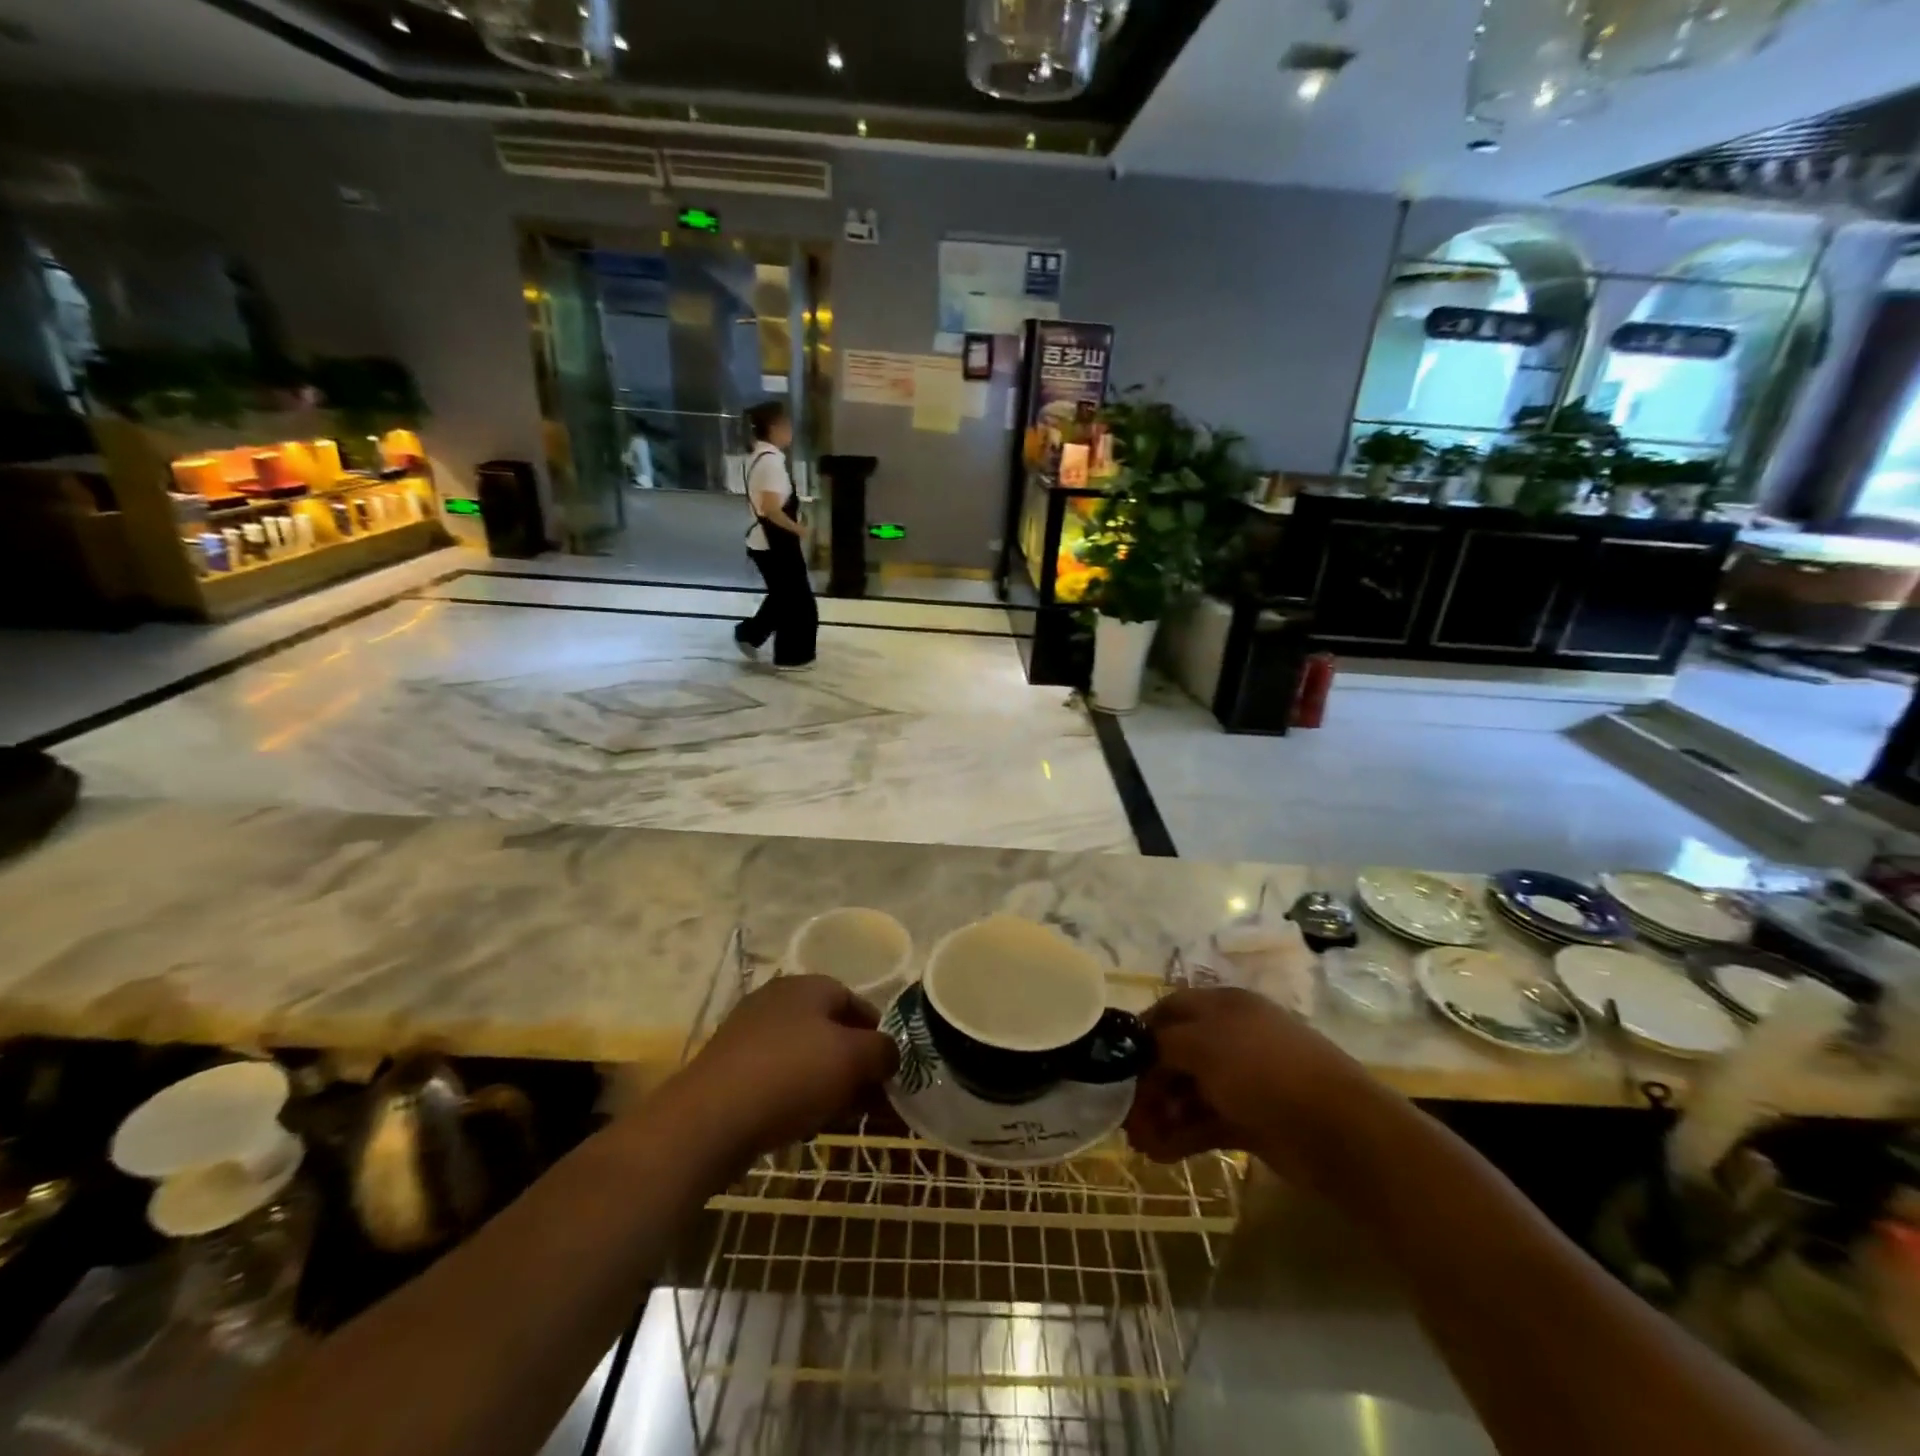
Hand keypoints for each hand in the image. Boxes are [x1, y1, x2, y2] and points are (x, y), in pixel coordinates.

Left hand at [673, 975, 897, 1160]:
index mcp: (808, 985)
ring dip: (829, 1084)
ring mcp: (750, 1034)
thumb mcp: (853, 1058)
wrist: (709, 1120)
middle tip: (872, 1101)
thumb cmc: (791, 1075)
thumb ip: (883, 1050)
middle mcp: (777, 1000)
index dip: (878, 1035)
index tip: (891, 1071)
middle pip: (830, 1030)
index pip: (856, 1002)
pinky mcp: (731, 1069)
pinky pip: (778, 1078)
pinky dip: (798, 1096)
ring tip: (843, 1118)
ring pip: (805, 1057)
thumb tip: (889, 1053)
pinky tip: (805, 1125)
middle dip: (855, 1065)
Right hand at [1124, 986, 1379, 1184]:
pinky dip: (1182, 1136)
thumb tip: (1140, 1052)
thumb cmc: (1262, 1070)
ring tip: (1141, 1144)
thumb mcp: (1202, 1044)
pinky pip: (1206, 1122)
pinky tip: (1161, 1154)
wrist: (1337, 1130)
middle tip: (1125, 1116)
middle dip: (1147, 1084)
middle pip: (1176, 1055)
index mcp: (1223, 1006)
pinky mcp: (1252, 1120)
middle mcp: (1231, 1037)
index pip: (1169, 1010)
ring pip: (1189, 1092)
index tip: (1114, 1063)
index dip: (1141, 1034)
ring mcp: (1244, 1080)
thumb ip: (1162, 1043)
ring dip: (1161, 1115)